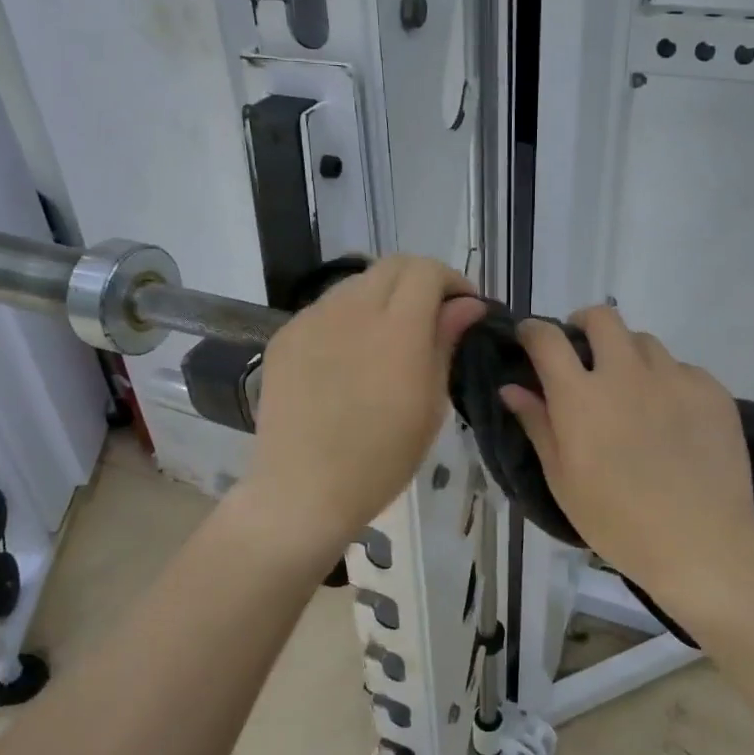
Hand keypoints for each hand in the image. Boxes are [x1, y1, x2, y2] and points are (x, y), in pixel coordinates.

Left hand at [244, 256, 487, 553]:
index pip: (427, 271)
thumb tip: (468, 305)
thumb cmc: (381, 458)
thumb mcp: (430, 404)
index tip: (464, 308)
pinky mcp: (286, 335)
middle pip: (392, 265)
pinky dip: (348, 317)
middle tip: (432, 317)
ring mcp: (312, 319)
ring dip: (382, 296)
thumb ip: (446, 342)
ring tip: (389, 337)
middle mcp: (351, 310)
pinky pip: (325, 309)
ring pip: (357, 283)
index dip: (452, 281)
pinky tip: (349, 356)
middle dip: (420, 281)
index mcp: (397, 329)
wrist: (303, 489)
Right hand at [500, 306, 753, 590]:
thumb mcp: (563, 480)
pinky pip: (682, 368)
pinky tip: (671, 417)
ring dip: (628, 355)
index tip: (530, 339)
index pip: (547, 339)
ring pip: (644, 341)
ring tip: (631, 390)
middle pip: (602, 317)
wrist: (702, 543)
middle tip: (583, 355)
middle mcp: (626, 373)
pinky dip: (667, 381)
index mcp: (581, 396)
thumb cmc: (618, 521)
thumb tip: (511, 388)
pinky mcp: (712, 390)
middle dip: (584, 325)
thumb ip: (538, 425)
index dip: (533, 331)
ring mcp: (674, 378)